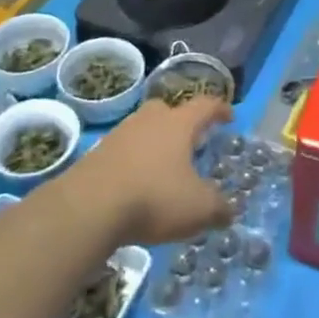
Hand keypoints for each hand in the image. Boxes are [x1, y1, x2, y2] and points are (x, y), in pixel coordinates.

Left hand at [69, 96, 232, 245]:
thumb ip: (219, 208)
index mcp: (179, 124)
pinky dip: (133, 162)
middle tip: (190, 141)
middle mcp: (150, 120)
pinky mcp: (97, 154)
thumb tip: (230, 211)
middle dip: (181, 122)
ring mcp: (120, 134)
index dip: (219, 109)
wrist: (88, 208)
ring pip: (143, 129)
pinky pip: (123, 150)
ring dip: (154, 143)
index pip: (205, 105)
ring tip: (162, 166)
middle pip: (168, 110)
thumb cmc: (153, 198)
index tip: (228, 116)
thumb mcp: (198, 209)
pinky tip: (136, 185)